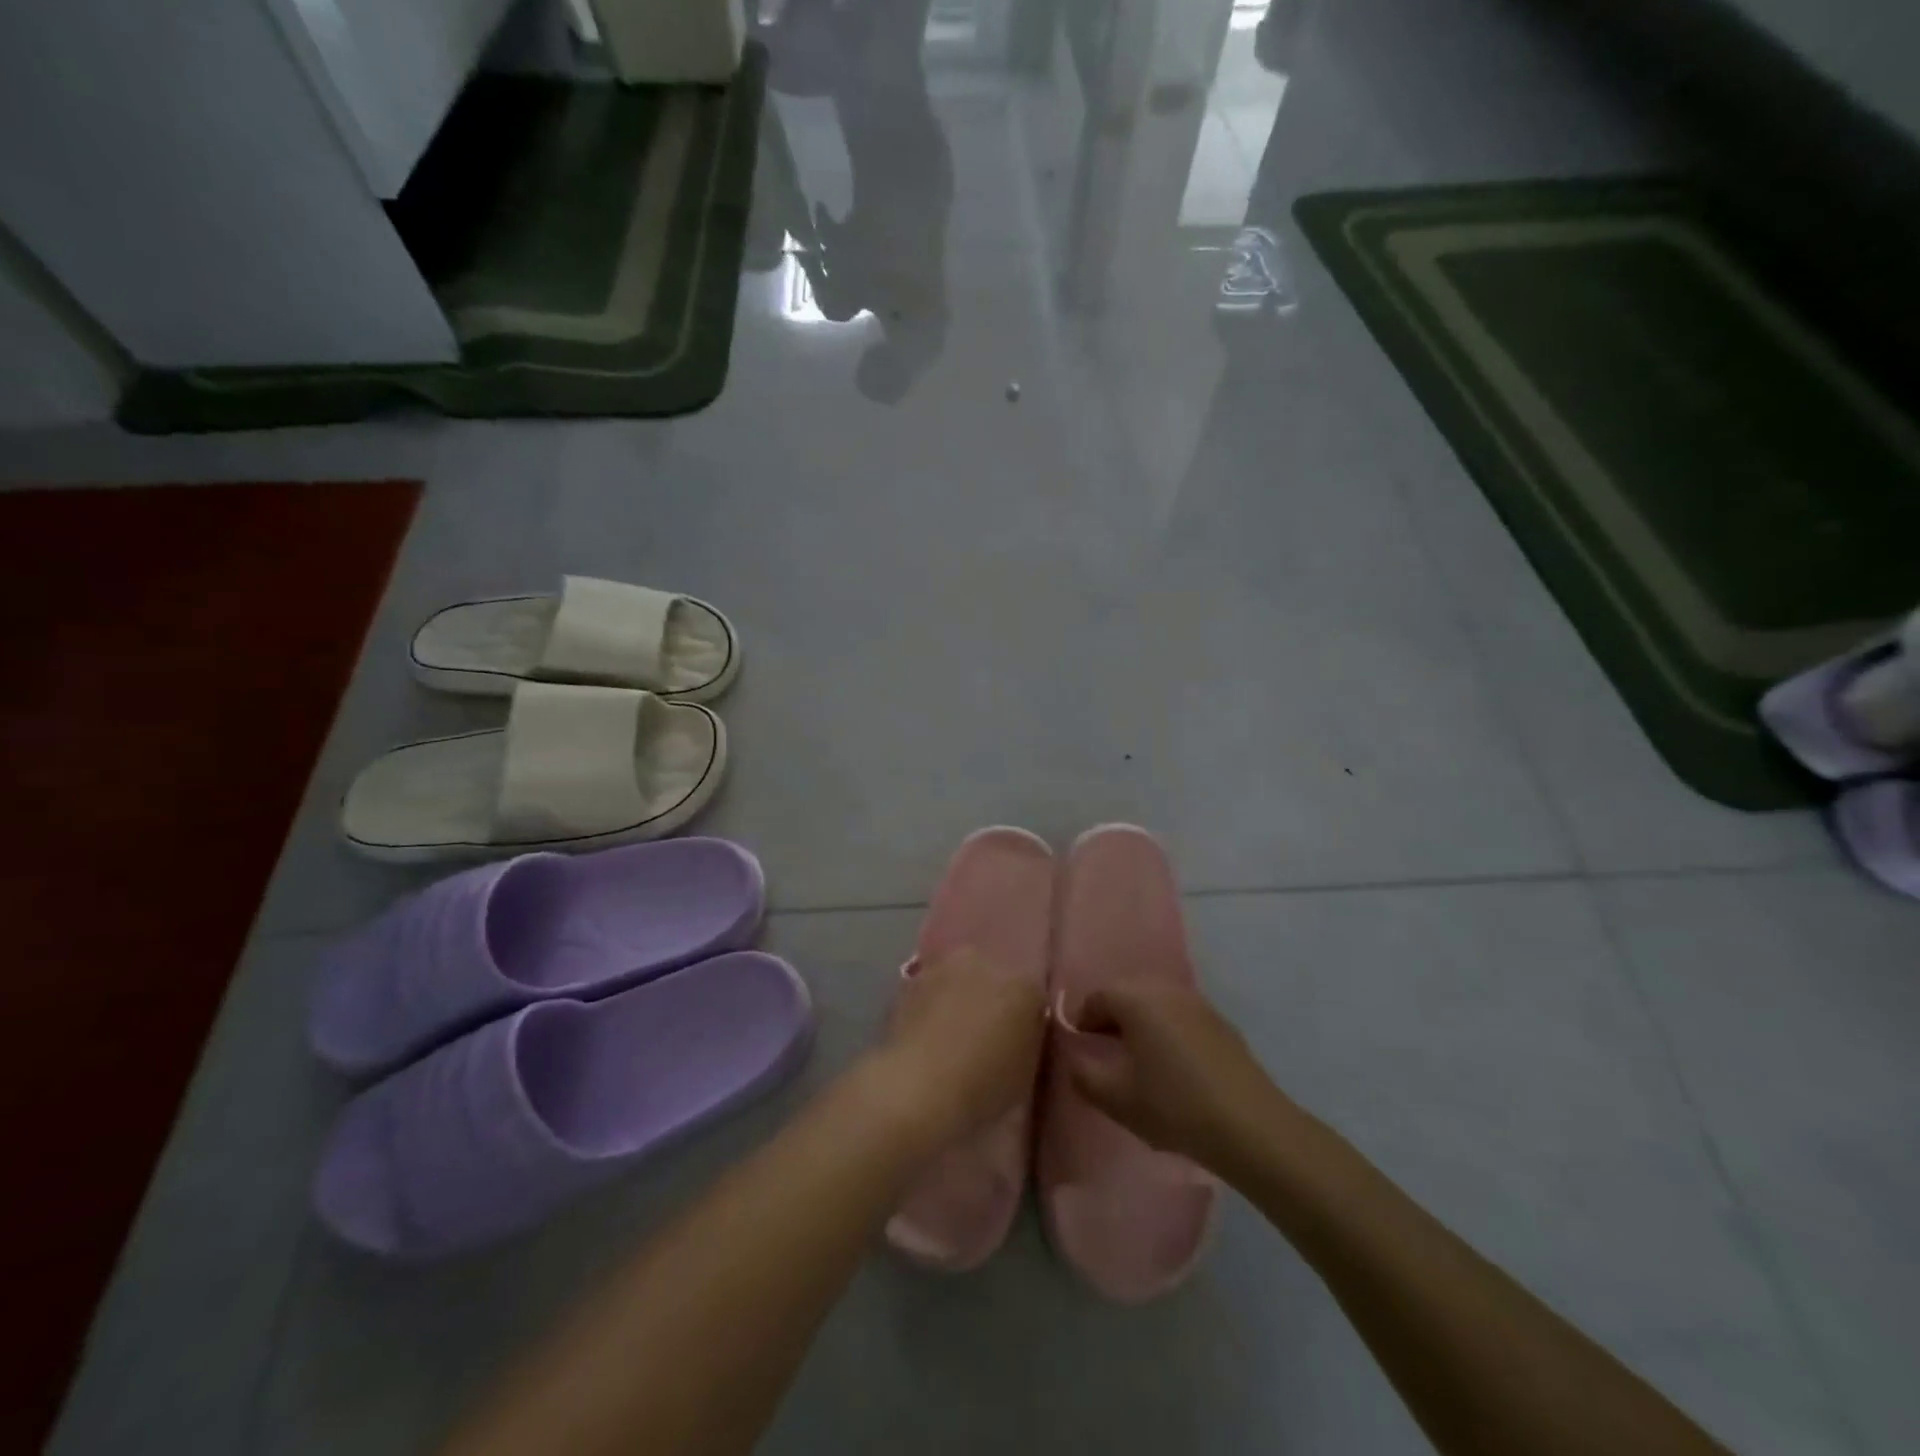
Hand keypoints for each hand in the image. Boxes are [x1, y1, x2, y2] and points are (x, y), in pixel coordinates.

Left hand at [866, 948, 1046, 1147]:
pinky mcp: (913, 977)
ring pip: (961, 978)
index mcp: (1024, 985)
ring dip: (960, 995)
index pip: (1033, 999)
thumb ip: (1027, 1040)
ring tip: (951, 1033)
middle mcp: (987, 962)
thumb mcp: (1025, 1073)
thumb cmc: (982, 1086)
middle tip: (984, 1035)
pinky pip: (932, 988)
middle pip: (996, 978)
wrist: (918, 1087)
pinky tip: (927, 1031)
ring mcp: (946, 965)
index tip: (1017, 1045)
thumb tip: (1017, 1031)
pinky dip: (933, 1002)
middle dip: (993, 999)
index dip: (1026, 1023)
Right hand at [1061, 979, 1289, 1172]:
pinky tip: (1174, 1065)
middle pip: (1126, 993)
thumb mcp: (1116, 1098)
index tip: (1082, 1051)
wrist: (1251, 1126)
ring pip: (1155, 1002)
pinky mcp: (1220, 1021)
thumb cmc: (1174, 1106)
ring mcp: (1196, 1001)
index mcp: (1135, 999)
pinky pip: (1180, 1014)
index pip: (1095, 998)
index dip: (1082, 1022)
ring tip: (1139, 1060)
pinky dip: (1168, 1029)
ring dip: (1140, 1022)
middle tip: (1106, 1053)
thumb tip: (1073, 1059)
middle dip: (1111, 1018)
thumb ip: (1083, 1075)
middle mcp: (1164, 988)